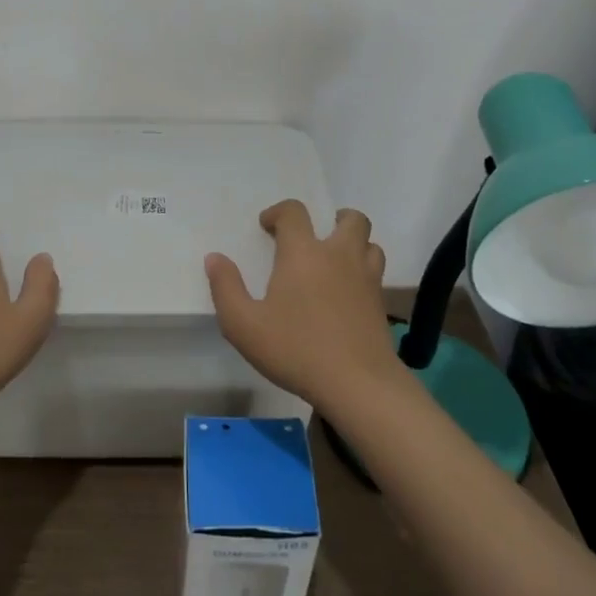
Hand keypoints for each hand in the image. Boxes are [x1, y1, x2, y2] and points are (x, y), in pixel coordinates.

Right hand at [205, 200, 396, 413]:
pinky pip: (376, 272)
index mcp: (303, 253)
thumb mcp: (243, 325)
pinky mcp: (380, 303)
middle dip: (334, 218)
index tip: (267, 226)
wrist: (357, 383)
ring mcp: (366, 278)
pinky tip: (348, 292)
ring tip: (336, 260)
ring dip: (355, 243)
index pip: (294, 213)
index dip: (279, 212)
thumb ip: (226, 288)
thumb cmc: (295, 349)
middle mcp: (339, 255)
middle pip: (351, 219)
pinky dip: (364, 271)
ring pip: (370, 244)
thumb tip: (214, 258)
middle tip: (316, 236)